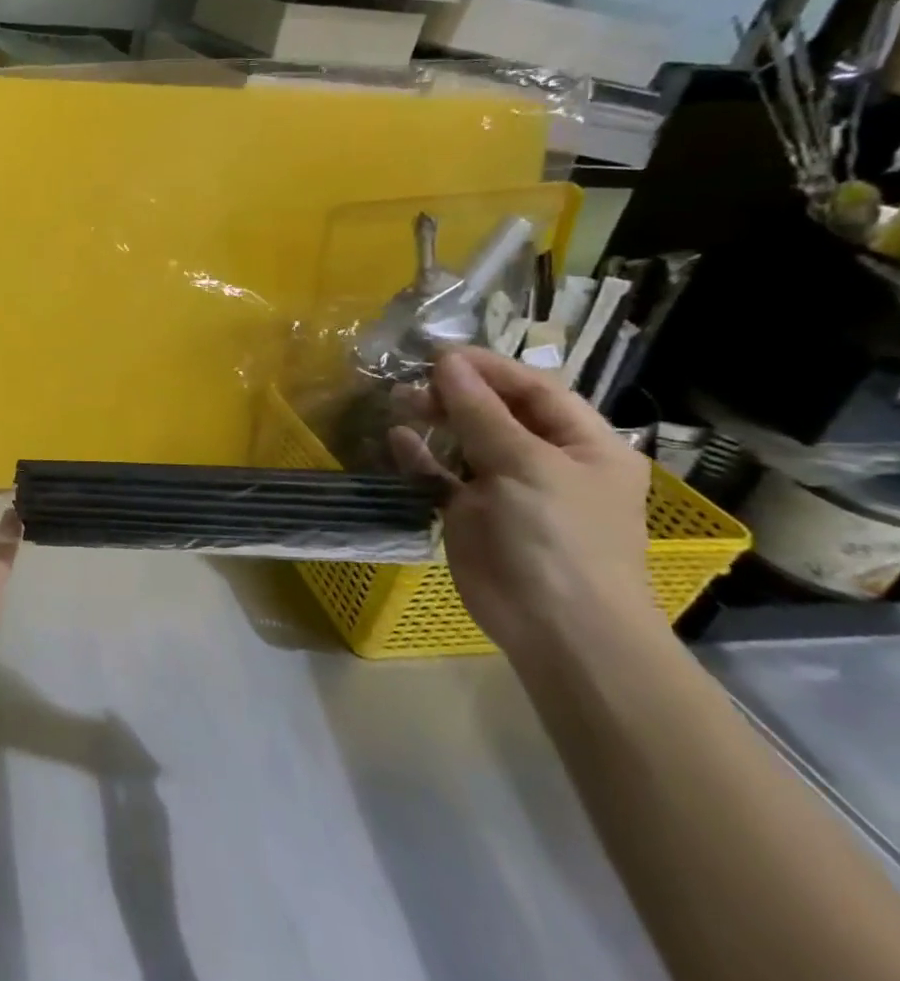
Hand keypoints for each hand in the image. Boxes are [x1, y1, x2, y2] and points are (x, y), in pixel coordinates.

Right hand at [392, 348, 657, 655]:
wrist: (557, 627)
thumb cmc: (558, 537)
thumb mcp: (525, 465)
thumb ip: (481, 412)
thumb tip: (447, 362)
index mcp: (583, 445)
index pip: (535, 390)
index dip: (489, 368)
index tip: (438, 353)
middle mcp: (546, 461)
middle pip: (497, 412)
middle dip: (456, 393)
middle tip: (411, 381)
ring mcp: (507, 488)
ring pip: (465, 440)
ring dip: (435, 419)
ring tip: (399, 401)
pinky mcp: (471, 513)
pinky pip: (441, 475)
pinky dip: (419, 457)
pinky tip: (397, 440)